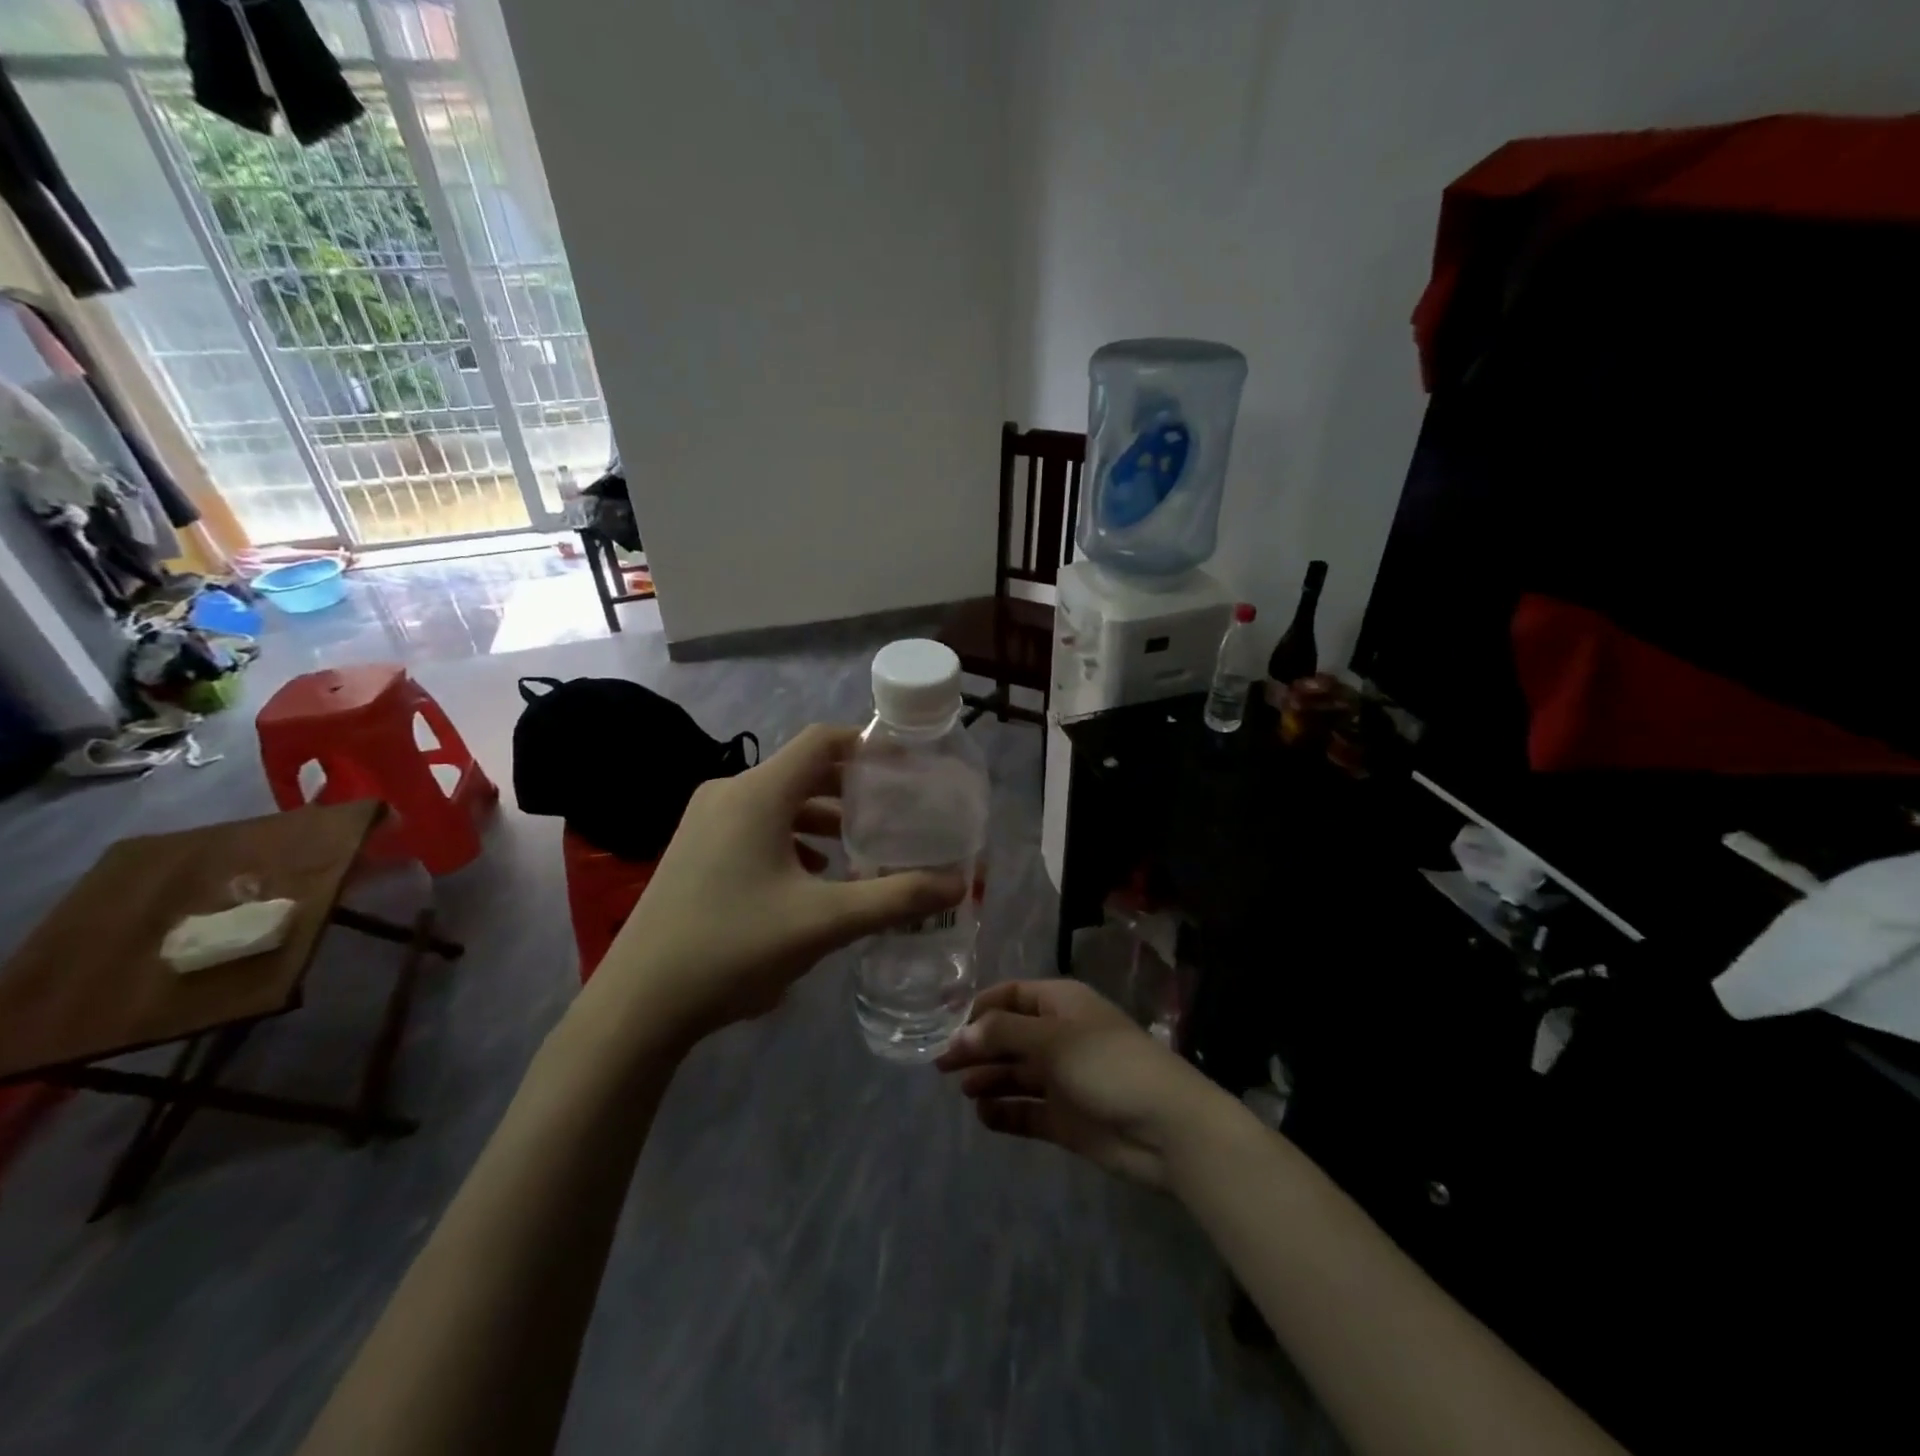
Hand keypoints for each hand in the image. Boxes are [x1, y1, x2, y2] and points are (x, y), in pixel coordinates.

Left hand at [591, 724, 964, 1040]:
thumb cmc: (734, 947)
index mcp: (757, 794)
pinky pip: (755, 826)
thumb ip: (895, 899)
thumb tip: (958, 885)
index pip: (822, 741)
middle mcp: (728, 793)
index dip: (867, 746)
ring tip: (863, 847)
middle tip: (896, 811)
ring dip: (823, 817)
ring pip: (779, 801)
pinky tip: (815, 876)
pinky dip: (792, 838)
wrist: (638, 1003)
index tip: (907, 768)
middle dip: (852, 788)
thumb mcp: (824, 922)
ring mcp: (704, 822)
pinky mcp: (694, 850)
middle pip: (802, 770)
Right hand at [935, 979, 1232, 1188]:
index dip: (979, 1009)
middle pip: (1008, 1036)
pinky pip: (1027, 1110)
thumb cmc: (1107, 1064)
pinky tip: (984, 1116)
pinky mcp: (1066, 1118)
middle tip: (941, 1066)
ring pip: (1015, 1073)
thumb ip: (1002, 1033)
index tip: (947, 1028)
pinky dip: (1005, 1112)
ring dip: (989, 1078)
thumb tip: (959, 1034)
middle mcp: (1059, 1037)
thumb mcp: (1052, 1039)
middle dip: (977, 1047)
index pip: (1011, 996)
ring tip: (965, 1090)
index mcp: (1061, 1004)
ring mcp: (1063, 1079)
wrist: (1165, 1127)